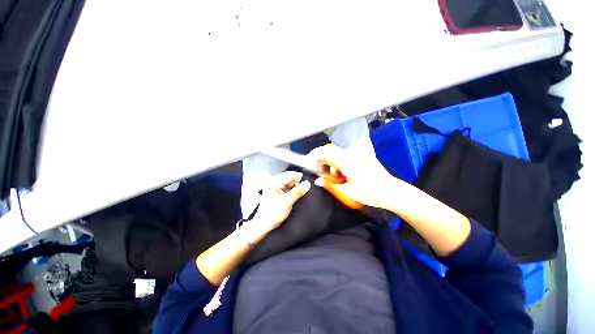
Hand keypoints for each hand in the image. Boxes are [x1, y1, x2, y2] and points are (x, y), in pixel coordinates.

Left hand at [249, 171, 310, 234]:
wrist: (265, 225)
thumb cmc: (272, 213)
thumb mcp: (287, 201)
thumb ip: (298, 191)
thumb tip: (307, 184)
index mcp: (273, 182)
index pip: (289, 174)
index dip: (299, 177)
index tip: (307, 183)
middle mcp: (274, 182)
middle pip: (290, 179)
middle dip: (298, 183)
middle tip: (305, 189)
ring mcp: (276, 188)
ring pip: (290, 184)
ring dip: (297, 188)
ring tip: (301, 193)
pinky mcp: (279, 193)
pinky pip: (289, 189)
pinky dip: (294, 191)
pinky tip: (297, 195)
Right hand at [308, 144, 396, 209]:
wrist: (391, 192)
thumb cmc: (370, 193)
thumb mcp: (348, 191)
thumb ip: (330, 184)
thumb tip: (318, 180)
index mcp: (348, 162)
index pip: (327, 152)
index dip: (315, 154)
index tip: (308, 160)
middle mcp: (352, 154)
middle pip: (331, 150)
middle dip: (322, 158)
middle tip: (320, 171)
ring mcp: (358, 155)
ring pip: (338, 153)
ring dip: (332, 162)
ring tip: (335, 177)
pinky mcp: (362, 157)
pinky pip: (345, 155)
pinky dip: (339, 162)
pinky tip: (343, 173)